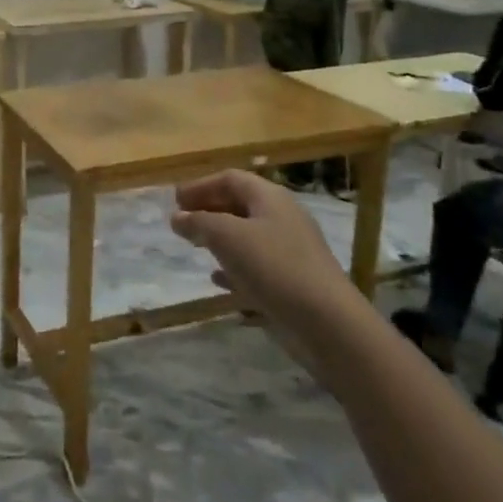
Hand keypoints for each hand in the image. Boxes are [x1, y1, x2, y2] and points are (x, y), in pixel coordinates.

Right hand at [170, 170, 349, 324]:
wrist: (327, 322)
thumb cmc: (273, 266)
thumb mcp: (227, 237)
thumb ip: (198, 222)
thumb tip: (177, 217)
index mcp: (270, 198)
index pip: (230, 178)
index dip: (200, 185)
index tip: (175, 200)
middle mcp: (283, 218)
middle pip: (240, 204)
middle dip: (209, 210)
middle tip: (182, 221)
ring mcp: (291, 251)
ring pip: (248, 236)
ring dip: (219, 238)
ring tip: (195, 246)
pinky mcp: (293, 282)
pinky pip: (257, 266)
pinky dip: (234, 267)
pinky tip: (218, 280)